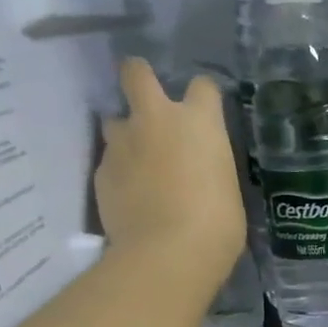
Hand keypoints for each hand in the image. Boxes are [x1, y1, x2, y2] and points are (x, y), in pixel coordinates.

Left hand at [95, 60, 243, 267]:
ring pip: (116, 121)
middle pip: (136, 73)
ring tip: (138, 160)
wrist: (168, 252)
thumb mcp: (226, 185)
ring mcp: (123, 143)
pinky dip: (120, 172)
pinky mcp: (101, 171)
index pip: (203, 86)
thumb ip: (208, 164)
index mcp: (199, 122)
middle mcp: (157, 120)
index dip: (203, 95)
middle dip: (138, 76)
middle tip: (145, 93)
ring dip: (126, 133)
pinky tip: (132, 195)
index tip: (204, 108)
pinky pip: (111, 161)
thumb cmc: (218, 222)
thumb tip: (197, 167)